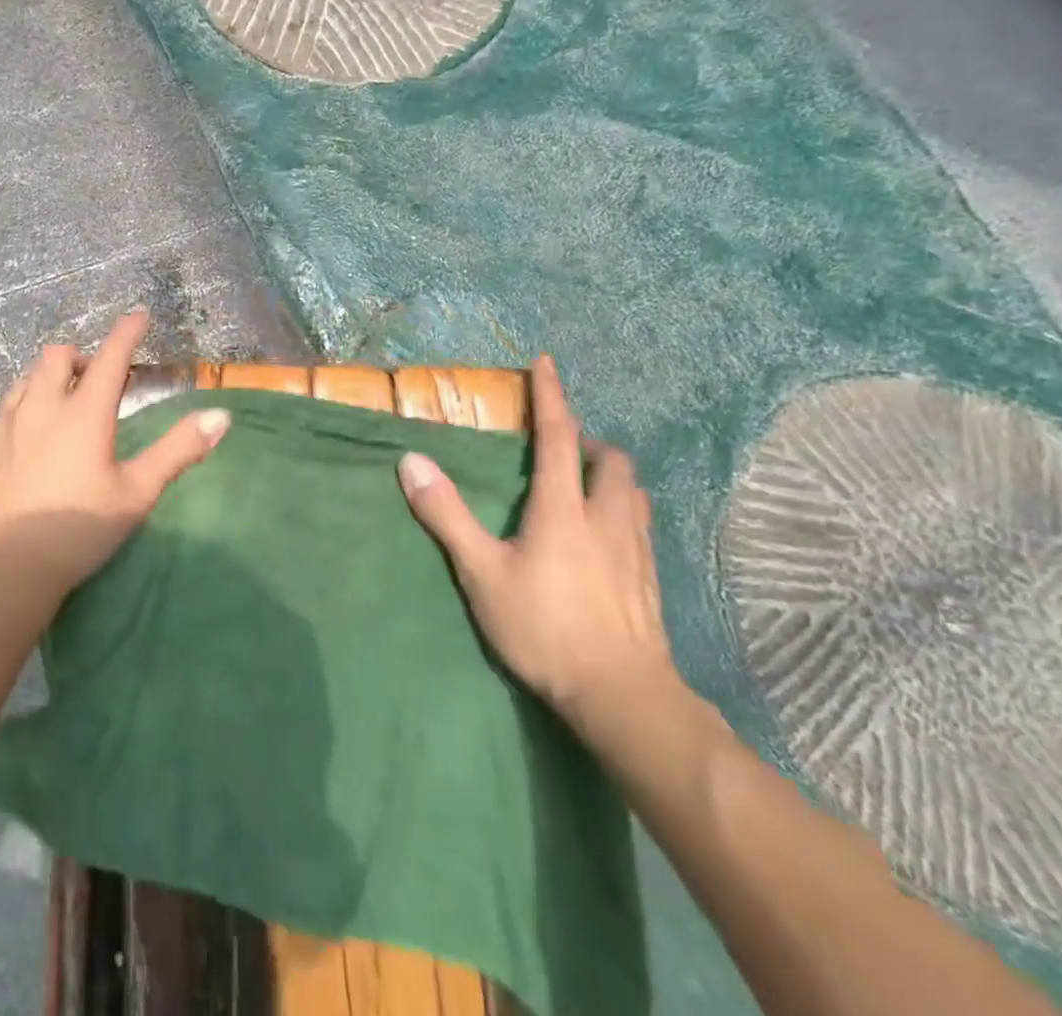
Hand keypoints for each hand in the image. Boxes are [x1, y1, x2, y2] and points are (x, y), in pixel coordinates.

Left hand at [0, 309, 229, 596]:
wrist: (2, 567)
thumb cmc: (77, 529)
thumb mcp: (137, 493)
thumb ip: (178, 450)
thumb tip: (220, 415)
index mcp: (83, 413)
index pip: (109, 357)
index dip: (126, 332)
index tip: (139, 315)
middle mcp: (41, 407)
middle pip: (56, 355)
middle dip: (79, 355)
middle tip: (96, 377)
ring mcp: (6, 425)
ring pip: (25, 377)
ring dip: (48, 377)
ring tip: (62, 401)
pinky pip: (6, 407)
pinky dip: (25, 404)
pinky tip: (29, 436)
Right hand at [397, 355, 678, 732]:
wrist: (622, 696)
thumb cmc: (544, 628)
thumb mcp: (481, 572)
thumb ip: (446, 515)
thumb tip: (411, 461)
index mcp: (563, 509)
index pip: (558, 436)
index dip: (551, 397)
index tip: (546, 363)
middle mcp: (606, 517)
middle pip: (611, 460)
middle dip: (588, 441)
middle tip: (561, 447)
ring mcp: (635, 549)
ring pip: (631, 491)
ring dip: (608, 474)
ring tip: (583, 484)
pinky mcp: (649, 579)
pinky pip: (639, 523)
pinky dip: (620, 508)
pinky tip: (604, 535)